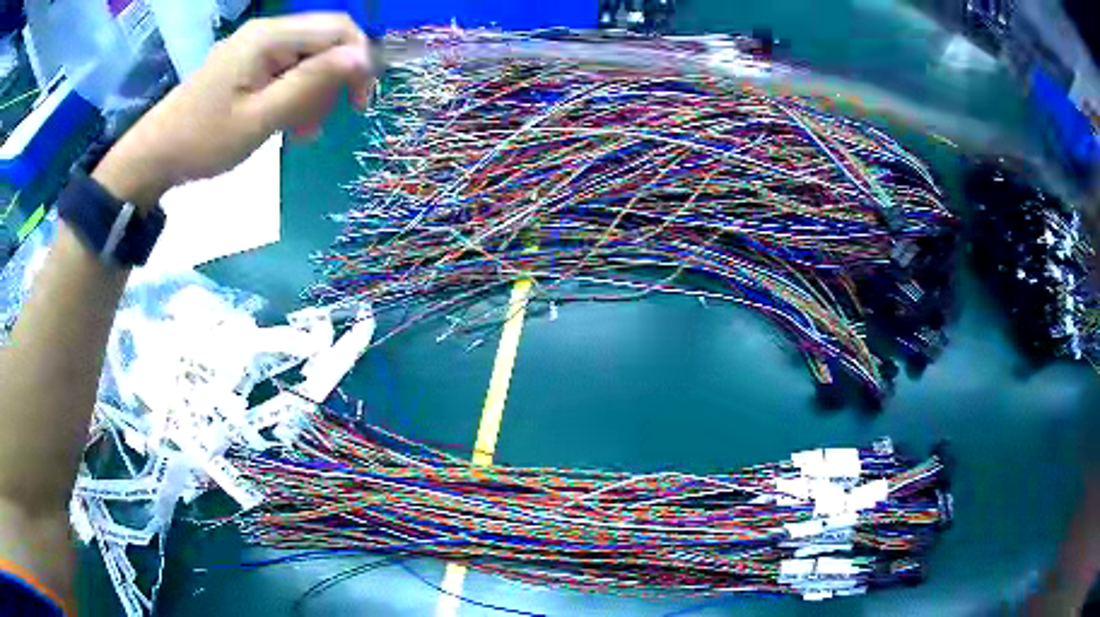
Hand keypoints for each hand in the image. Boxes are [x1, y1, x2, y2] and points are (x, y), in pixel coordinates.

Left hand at [92, 13, 373, 209]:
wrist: (154, 155)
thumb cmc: (203, 140)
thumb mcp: (260, 117)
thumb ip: (310, 84)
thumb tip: (362, 58)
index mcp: (269, 37)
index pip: (338, 29)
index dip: (358, 61)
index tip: (357, 105)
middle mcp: (266, 32)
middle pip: (324, 42)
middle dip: (332, 82)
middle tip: (317, 126)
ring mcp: (255, 47)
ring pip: (307, 58)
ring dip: (313, 93)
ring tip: (299, 132)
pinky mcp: (246, 63)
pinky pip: (285, 69)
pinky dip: (293, 95)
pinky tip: (285, 122)